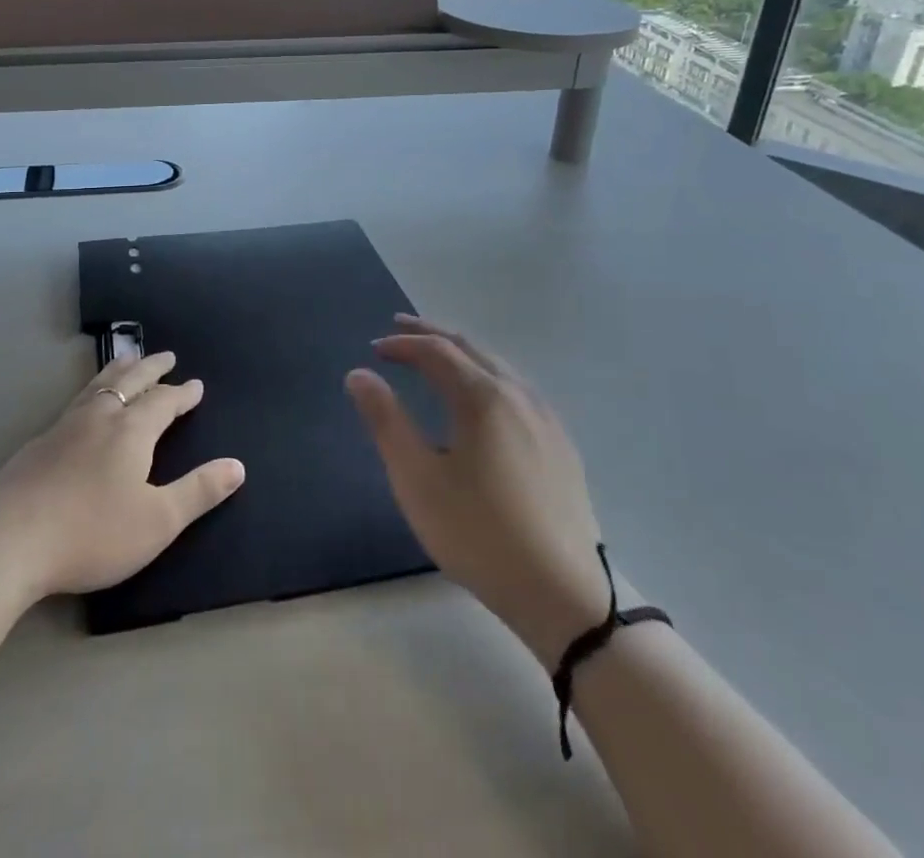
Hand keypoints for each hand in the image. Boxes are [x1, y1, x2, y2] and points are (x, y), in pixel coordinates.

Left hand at [0, 350, 245, 602]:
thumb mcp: (157, 521)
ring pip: (98, 386)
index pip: (163, 402)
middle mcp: (99, 418)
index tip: (196, 384)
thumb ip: (199, 492)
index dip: (182, 393)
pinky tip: (83, 407)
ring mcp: (63, 428)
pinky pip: (74, 403)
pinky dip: (91, 392)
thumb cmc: (91, 533)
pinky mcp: (37, 445)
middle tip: (166, 355)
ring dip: (118, 370)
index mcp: (131, 431)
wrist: (7, 542)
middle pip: (130, 381)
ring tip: (126, 359)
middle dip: (151, 368)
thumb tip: (238, 466)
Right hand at [346, 314, 609, 660]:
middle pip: (470, 347)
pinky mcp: (562, 445)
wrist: (564, 596)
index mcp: (484, 397)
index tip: (374, 348)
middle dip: (432, 334)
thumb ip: (386, 421)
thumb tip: (359, 374)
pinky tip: (483, 398)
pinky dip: (487, 374)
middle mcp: (519, 394)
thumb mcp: (418, 480)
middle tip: (400, 328)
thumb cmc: (479, 535)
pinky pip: (518, 388)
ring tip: (436, 356)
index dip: (402, 343)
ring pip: (498, 365)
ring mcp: (546, 419)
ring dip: (461, 353)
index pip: (436, 350)